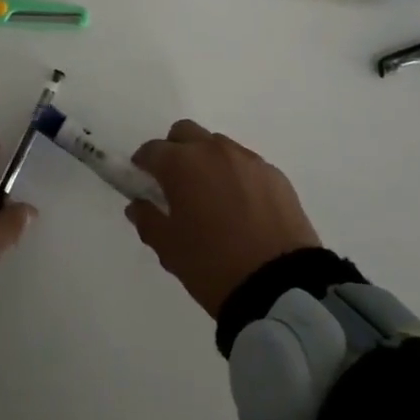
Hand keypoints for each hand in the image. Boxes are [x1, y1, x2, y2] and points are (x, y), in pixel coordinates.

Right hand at [127, 120, 320, 317]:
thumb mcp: (170, 250)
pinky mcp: (275, 174)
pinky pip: (246, 165)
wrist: (280, 287)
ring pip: (218, 146)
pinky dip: (236, 176)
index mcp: (181, 164)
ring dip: (207, 161)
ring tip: (212, 196)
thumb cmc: (213, 265)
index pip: (152, 150)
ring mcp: (247, 159)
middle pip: (185, 133)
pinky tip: (242, 206)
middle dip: (175, 151)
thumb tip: (138, 205)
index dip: (143, 164)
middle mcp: (213, 150)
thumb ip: (148, 220)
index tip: (143, 181)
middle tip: (176, 183)